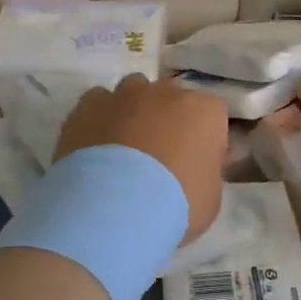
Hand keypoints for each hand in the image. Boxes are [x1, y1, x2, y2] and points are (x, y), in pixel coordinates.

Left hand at [55, 75, 227, 244]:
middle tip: (159, 157)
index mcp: (205, 111)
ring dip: (132, 112)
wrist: (113, 207)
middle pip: (171, 98)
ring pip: (133, 92)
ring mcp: (125, 94)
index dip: (203, 140)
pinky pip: (98, 102)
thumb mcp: (209, 198)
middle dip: (167, 120)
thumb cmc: (174, 205)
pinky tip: (95, 146)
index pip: (211, 116)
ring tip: (124, 149)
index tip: (195, 165)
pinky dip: (99, 118)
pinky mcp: (89, 104)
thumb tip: (195, 167)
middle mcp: (167, 92)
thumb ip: (207, 173)